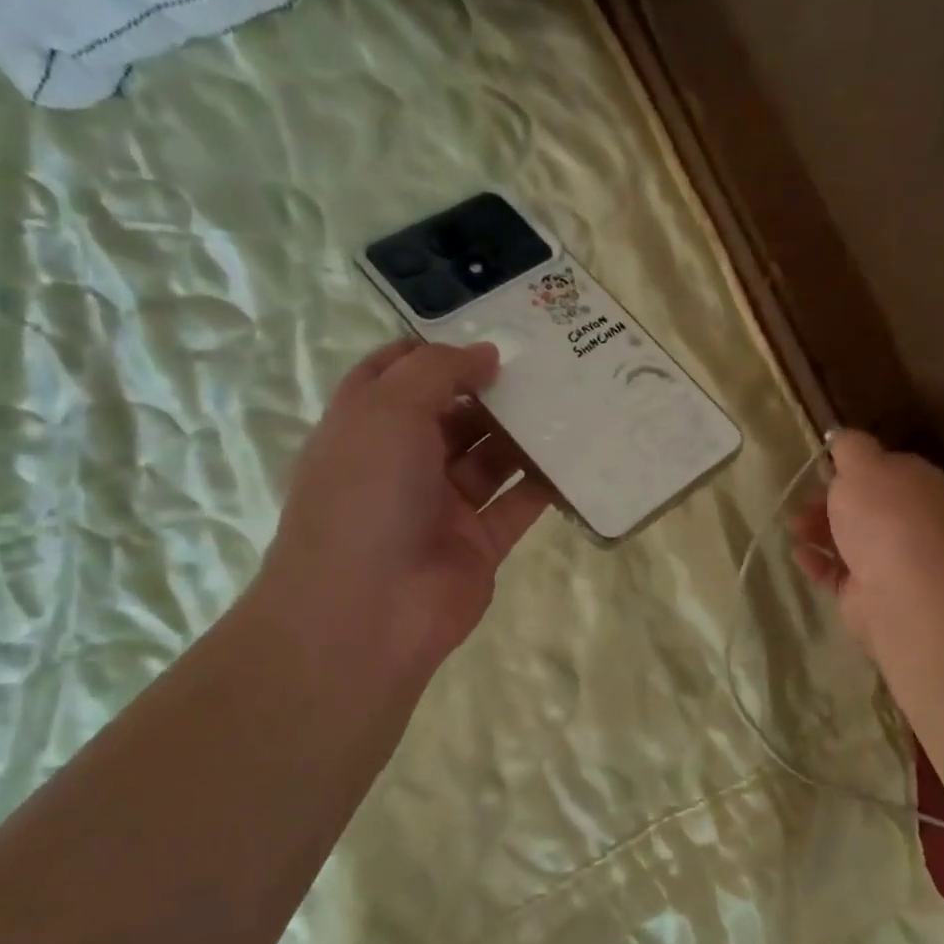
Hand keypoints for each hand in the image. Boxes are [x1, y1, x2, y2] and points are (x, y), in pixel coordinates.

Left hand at [251, 338, 551, 685]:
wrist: (369, 611)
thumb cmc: (365, 495)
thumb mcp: (388, 410)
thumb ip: (438, 370)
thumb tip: (486, 354)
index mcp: (365, 428)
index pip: (395, 374)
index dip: (435, 349)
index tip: (486, 331)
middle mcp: (401, 464)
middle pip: (451, 415)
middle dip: (492, 389)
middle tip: (546, 363)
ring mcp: (441, 507)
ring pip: (489, 459)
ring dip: (523, 434)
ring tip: (571, 401)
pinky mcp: (478, 544)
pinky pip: (516, 506)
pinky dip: (544, 484)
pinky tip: (577, 456)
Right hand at [791, 430, 943, 657]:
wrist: (901, 590)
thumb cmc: (883, 516)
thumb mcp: (862, 465)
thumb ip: (850, 447)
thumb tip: (842, 436)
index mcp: (918, 485)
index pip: (885, 470)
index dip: (853, 469)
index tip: (821, 470)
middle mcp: (910, 521)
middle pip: (863, 507)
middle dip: (828, 502)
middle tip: (800, 501)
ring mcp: (892, 559)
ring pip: (848, 539)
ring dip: (817, 530)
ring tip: (793, 528)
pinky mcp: (870, 592)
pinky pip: (838, 572)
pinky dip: (817, 562)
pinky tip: (798, 554)